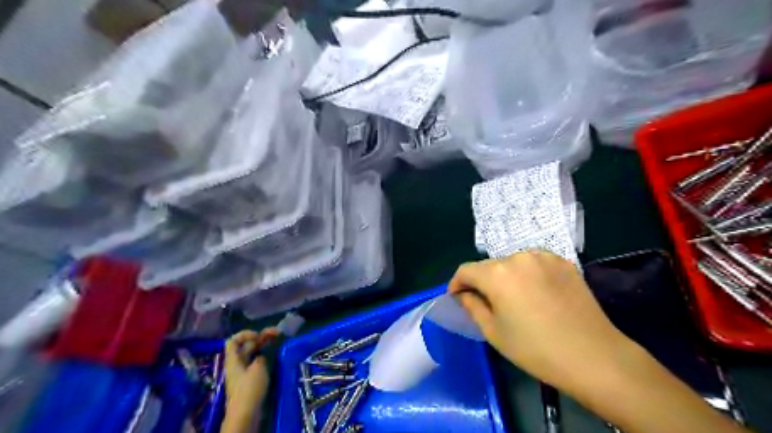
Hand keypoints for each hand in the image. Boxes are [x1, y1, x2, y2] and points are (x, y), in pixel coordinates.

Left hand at [223, 331, 281, 427]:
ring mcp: (243, 373)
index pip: (233, 340)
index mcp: (233, 360)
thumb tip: (261, 356)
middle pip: (246, 346)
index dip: (245, 334)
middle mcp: (237, 364)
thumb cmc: (250, 389)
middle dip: (261, 338)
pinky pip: (256, 364)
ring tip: (278, 341)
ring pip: (253, 354)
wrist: (246, 414)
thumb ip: (261, 357)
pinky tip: (274, 356)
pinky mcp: (250, 381)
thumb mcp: (258, 368)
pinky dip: (265, 357)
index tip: (259, 335)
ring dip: (264, 347)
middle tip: (277, 333)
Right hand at [446, 250, 633, 391]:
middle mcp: (518, 257)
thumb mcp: (494, 332)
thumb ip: (472, 306)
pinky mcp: (564, 262)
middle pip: (490, 266)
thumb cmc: (536, 349)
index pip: (466, 270)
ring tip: (513, 298)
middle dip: (482, 281)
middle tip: (486, 302)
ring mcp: (544, 257)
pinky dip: (528, 274)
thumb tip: (463, 294)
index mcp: (497, 274)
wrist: (593, 356)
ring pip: (512, 263)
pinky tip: (536, 293)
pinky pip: (534, 263)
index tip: (456, 297)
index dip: (457, 283)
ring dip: (506, 276)